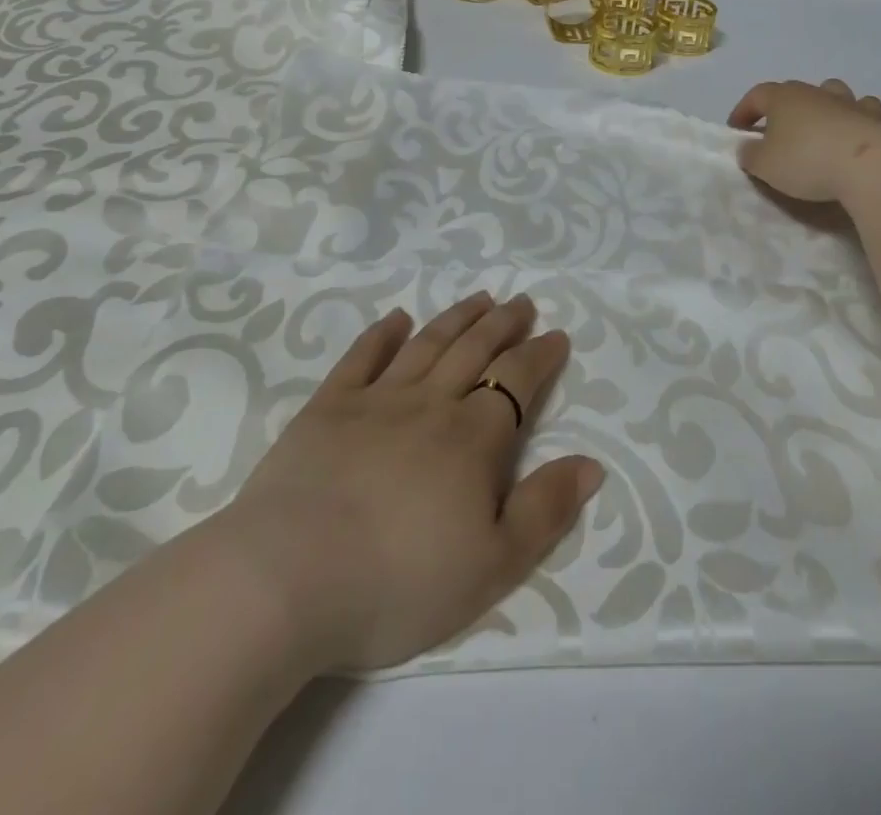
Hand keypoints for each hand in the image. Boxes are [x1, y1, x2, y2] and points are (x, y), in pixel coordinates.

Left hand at [215, 292, 602, 673]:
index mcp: (473, 437)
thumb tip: (592, 464)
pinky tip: (396, 319)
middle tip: (522, 302)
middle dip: (504, 324)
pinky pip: (361, 358)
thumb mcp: (492, 565)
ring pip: (428, 344)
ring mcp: (376, 400)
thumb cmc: (398, 581)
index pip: (517, 381)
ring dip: (457, 318)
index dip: (541, 356)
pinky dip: (381, 334)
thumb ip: (545, 510)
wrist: (288, 579)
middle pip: (475, 349)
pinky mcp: (327, 408)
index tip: (557, 336)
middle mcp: (430, 403)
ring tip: (479, 298)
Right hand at [728, 77, 880, 202]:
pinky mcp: (874, 118)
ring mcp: (847, 102)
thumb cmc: (805, 161)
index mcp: (782, 98)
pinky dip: (854, 116)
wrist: (867, 166)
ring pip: (830, 92)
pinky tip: (851, 131)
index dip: (743, 111)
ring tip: (816, 127)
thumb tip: (748, 146)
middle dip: (780, 109)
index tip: (737, 130)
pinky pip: (862, 108)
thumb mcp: (763, 165)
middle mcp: (814, 92)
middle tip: (774, 132)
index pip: (756, 95)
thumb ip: (749, 154)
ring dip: (820, 105)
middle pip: (792, 91)